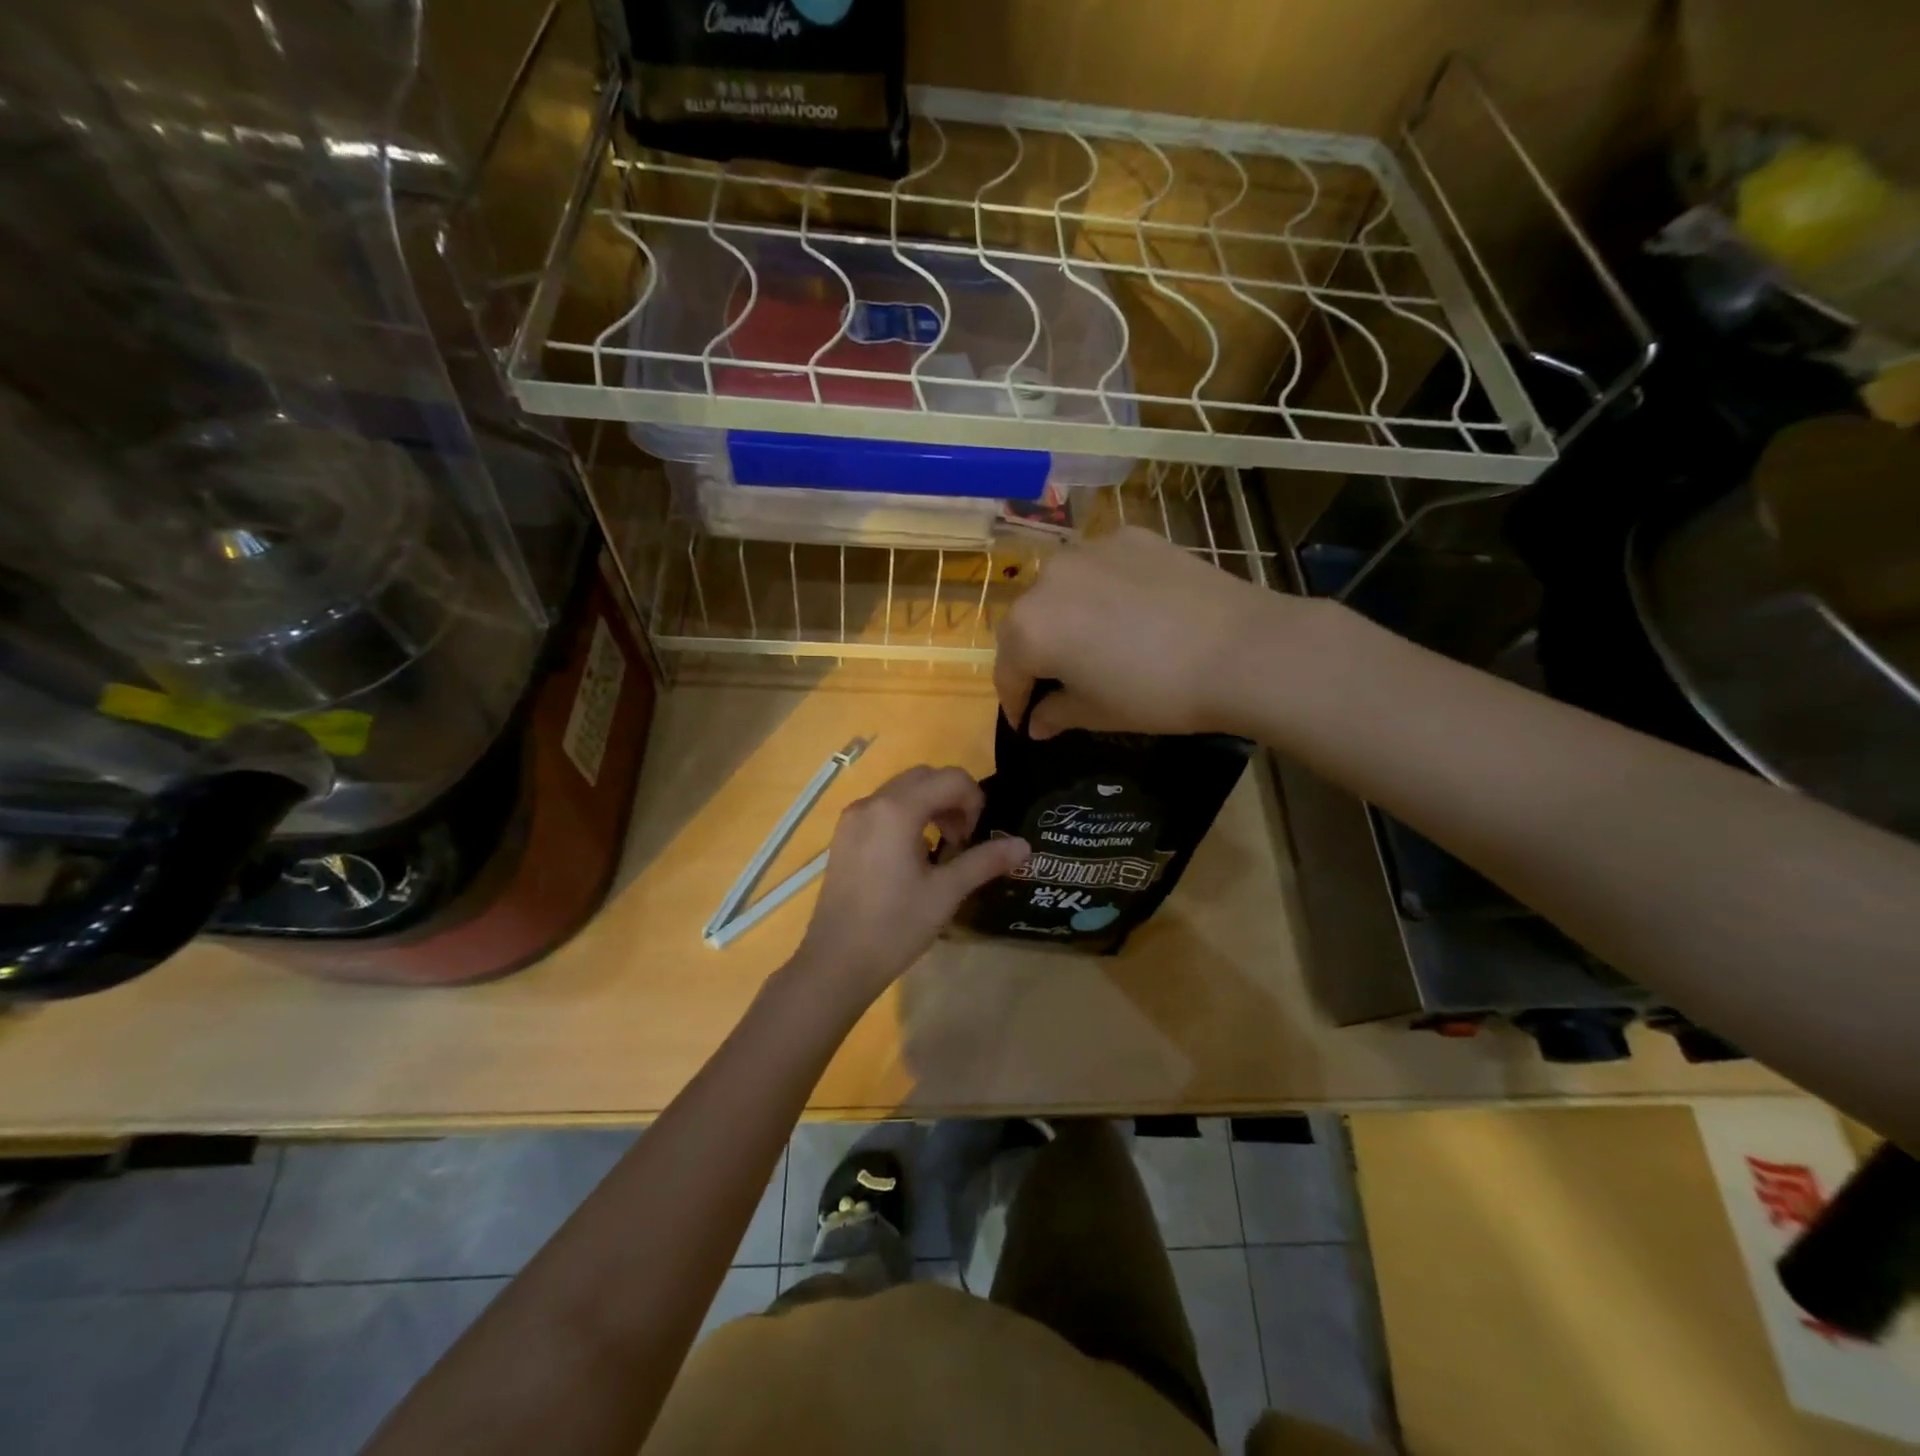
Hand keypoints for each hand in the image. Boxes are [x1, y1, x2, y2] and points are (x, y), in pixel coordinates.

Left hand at [794, 765, 1028, 1000]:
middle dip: (952, 799)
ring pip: (902, 790)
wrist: (836, 963)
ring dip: (930, 806)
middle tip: (962, 839)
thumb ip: (985, 861)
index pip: (950, 778)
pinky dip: (906, 816)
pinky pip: (882, 808)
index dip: (973, 800)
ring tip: (941, 848)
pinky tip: (912, 855)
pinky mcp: (844, 835)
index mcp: (897, 810)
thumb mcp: (946, 893)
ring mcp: (853, 818)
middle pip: (924, 777)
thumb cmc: (895, 926)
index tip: (975, 837)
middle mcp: (872, 803)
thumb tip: (1024, 846)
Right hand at [994, 525, 1283, 738]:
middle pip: (1028, 624)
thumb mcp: (1098, 713)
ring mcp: (1089, 550)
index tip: (1025, 722)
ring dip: (1065, 617)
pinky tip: (1129, 612)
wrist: (1241, 650)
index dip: (1014, 702)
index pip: (1007, 672)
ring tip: (1093, 642)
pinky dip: (1101, 591)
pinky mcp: (1129, 537)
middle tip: (1058, 683)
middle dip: (1035, 656)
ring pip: (1061, 590)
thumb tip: (1036, 722)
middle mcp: (1047, 579)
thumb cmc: (1157, 693)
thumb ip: (1055, 713)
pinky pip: (1099, 568)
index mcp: (1029, 628)